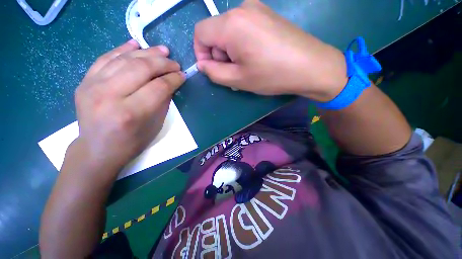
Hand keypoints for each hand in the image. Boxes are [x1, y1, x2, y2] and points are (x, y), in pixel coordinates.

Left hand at [73, 40, 184, 174]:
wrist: (97, 149)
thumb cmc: (132, 142)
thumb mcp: (155, 125)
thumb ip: (163, 101)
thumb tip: (170, 83)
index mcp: (131, 113)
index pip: (158, 87)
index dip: (173, 79)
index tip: (182, 75)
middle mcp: (109, 96)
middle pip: (141, 68)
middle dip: (163, 63)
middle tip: (175, 63)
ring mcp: (92, 86)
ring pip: (124, 59)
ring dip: (147, 52)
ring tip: (162, 50)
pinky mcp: (84, 82)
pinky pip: (105, 58)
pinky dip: (122, 49)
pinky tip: (136, 43)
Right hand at [194, 0, 347, 101]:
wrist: (311, 66)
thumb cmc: (272, 75)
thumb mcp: (238, 79)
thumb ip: (214, 73)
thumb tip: (202, 65)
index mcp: (231, 24)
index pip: (200, 33)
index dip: (201, 53)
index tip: (212, 69)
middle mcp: (242, 8)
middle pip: (215, 31)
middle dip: (218, 54)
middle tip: (234, 72)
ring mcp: (257, 8)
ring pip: (228, 31)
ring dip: (230, 51)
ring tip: (246, 67)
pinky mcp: (267, 14)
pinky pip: (243, 28)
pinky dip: (241, 44)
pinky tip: (255, 56)